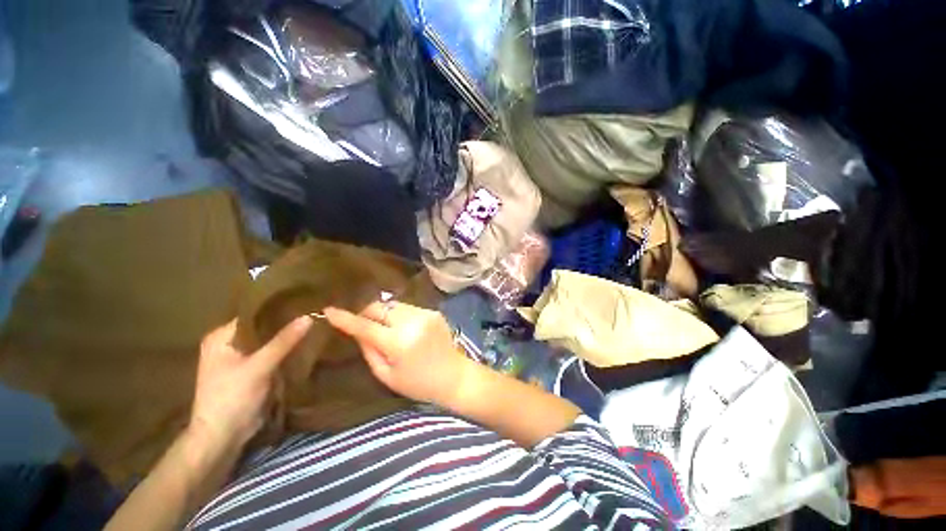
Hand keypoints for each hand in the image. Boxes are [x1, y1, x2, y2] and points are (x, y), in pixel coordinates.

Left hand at [189, 316, 312, 450]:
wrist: (223, 436)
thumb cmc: (231, 397)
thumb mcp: (259, 366)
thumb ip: (283, 341)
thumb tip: (309, 316)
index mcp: (221, 337)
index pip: (254, 314)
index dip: (278, 308)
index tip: (304, 301)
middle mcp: (229, 343)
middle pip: (262, 327)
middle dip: (285, 322)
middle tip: (313, 311)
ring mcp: (240, 358)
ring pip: (269, 340)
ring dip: (287, 336)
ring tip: (314, 323)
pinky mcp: (251, 370)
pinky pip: (272, 353)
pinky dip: (285, 349)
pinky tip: (304, 342)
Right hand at [324, 302, 476, 409]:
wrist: (454, 376)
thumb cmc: (418, 384)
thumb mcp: (387, 375)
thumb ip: (369, 351)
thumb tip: (357, 331)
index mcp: (399, 343)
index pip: (366, 326)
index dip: (346, 318)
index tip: (329, 310)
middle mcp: (413, 322)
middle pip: (380, 307)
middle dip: (366, 312)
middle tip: (360, 322)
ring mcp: (425, 314)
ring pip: (393, 305)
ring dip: (383, 312)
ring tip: (383, 326)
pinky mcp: (433, 311)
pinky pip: (407, 308)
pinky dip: (398, 314)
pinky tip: (402, 327)